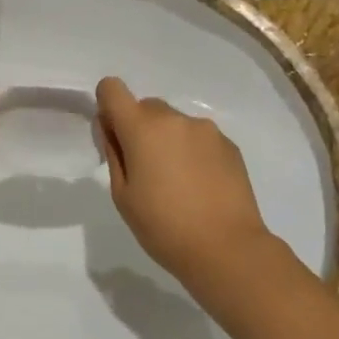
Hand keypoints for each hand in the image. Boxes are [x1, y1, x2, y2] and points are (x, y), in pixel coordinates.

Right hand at [95, 76, 270, 282]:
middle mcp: (175, 119)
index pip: (113, 88)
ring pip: (174, 123)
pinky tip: (200, 186)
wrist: (227, 249)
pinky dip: (192, 153)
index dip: (108, 106)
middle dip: (139, 129)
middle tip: (145, 170)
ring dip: (168, 141)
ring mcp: (206, 130)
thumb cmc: (163, 227)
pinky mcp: (230, 145)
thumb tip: (112, 128)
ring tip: (177, 183)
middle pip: (146, 107)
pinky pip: (199, 138)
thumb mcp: (122, 195)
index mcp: (142, 128)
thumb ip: (113, 153)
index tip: (114, 136)